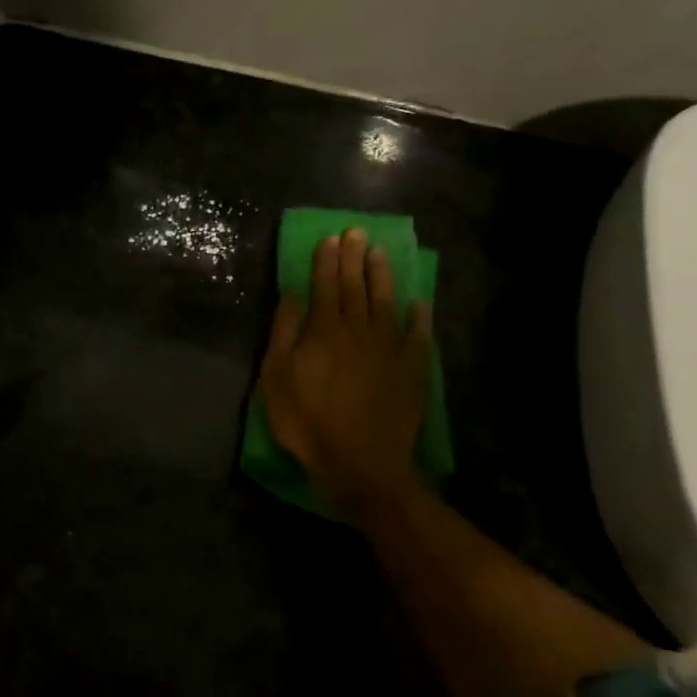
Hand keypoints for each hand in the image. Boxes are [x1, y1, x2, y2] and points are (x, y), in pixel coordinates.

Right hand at [258, 229, 431, 514]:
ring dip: (382, 277)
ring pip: (386, 303)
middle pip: (355, 288)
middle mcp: (359, 331)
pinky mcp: (411, 372)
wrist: (359, 464)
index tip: (330, 238)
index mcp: (324, 331)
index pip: (324, 286)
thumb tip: (293, 295)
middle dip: (353, 259)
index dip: (326, 261)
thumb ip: (284, 333)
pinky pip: (418, 338)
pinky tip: (419, 304)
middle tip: (356, 232)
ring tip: (380, 253)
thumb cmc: (307, 422)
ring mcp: (389, 350)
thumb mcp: (276, 379)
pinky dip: (419, 319)